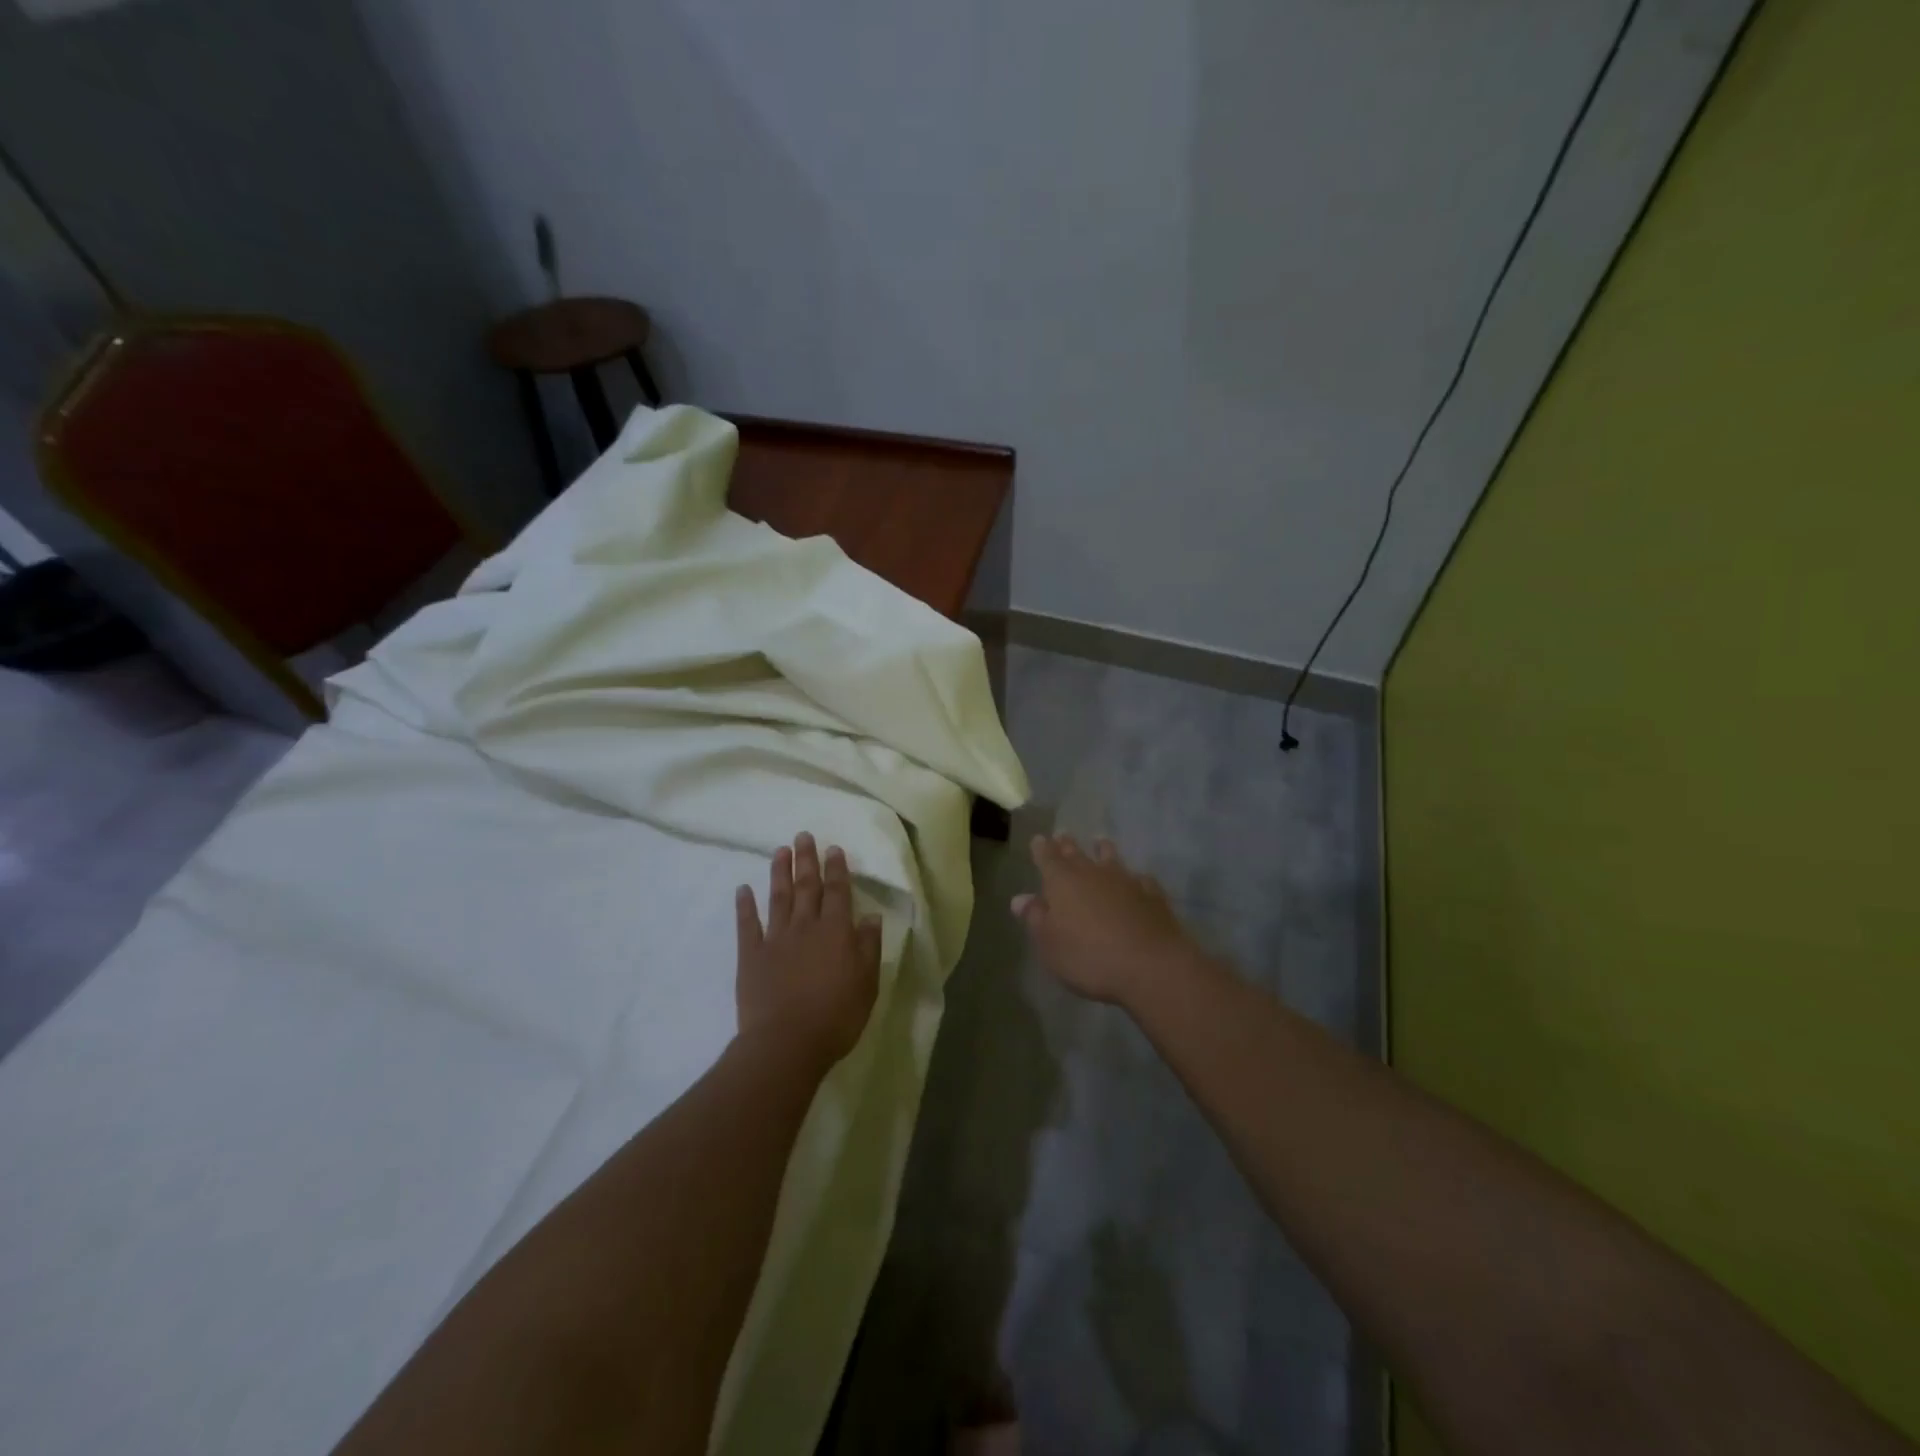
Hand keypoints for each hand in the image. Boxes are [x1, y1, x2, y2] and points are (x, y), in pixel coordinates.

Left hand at [735, 832, 880, 1067]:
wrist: (786, 1043)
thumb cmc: (836, 1016)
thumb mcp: (867, 984)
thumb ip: (869, 948)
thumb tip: (871, 917)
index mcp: (836, 931)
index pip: (838, 892)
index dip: (837, 869)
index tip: (833, 848)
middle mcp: (806, 926)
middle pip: (807, 886)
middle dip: (807, 860)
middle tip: (803, 835)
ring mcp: (775, 939)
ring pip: (778, 897)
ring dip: (779, 872)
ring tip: (779, 850)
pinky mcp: (751, 956)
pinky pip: (748, 925)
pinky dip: (745, 905)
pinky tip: (743, 889)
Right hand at [1011, 834, 1201, 1006]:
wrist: (1152, 965)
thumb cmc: (1089, 957)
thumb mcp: (1050, 945)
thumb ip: (1035, 918)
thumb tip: (1020, 898)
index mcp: (1062, 882)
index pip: (1047, 858)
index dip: (1041, 849)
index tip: (1039, 839)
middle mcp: (1093, 874)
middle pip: (1077, 854)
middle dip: (1067, 845)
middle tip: (1063, 835)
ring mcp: (1126, 881)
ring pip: (1111, 859)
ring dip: (1103, 850)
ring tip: (1100, 842)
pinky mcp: (1152, 895)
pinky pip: (1141, 879)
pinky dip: (1136, 878)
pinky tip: (1138, 879)